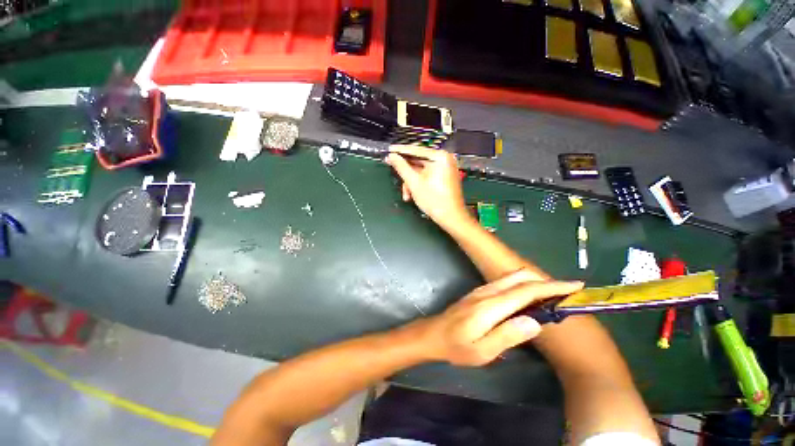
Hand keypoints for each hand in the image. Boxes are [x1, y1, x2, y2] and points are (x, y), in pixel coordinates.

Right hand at [386, 145, 470, 229]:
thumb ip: (401, 167)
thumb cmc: (434, 200)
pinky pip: (427, 176)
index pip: (415, 150)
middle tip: (394, 173)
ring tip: (407, 195)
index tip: (388, 150)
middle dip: (406, 174)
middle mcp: (444, 159)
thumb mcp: (414, 183)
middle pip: (418, 162)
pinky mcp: (444, 177)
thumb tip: (392, 156)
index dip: (400, 151)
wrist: (451, 218)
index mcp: (440, 157)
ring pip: (421, 171)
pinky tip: (413, 194)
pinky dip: (419, 184)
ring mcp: (445, 169)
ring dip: (411, 182)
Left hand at [412, 270, 584, 366]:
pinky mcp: (479, 292)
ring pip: (512, 277)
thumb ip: (508, 336)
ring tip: (552, 296)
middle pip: (520, 277)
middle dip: (545, 281)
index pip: (526, 290)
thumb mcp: (482, 351)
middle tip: (566, 293)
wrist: (434, 334)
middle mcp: (487, 292)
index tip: (575, 286)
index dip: (552, 287)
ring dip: (534, 282)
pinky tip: (528, 297)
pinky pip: (505, 282)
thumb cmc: (458, 346)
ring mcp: (482, 290)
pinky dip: (522, 285)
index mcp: (490, 306)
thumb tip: (535, 321)